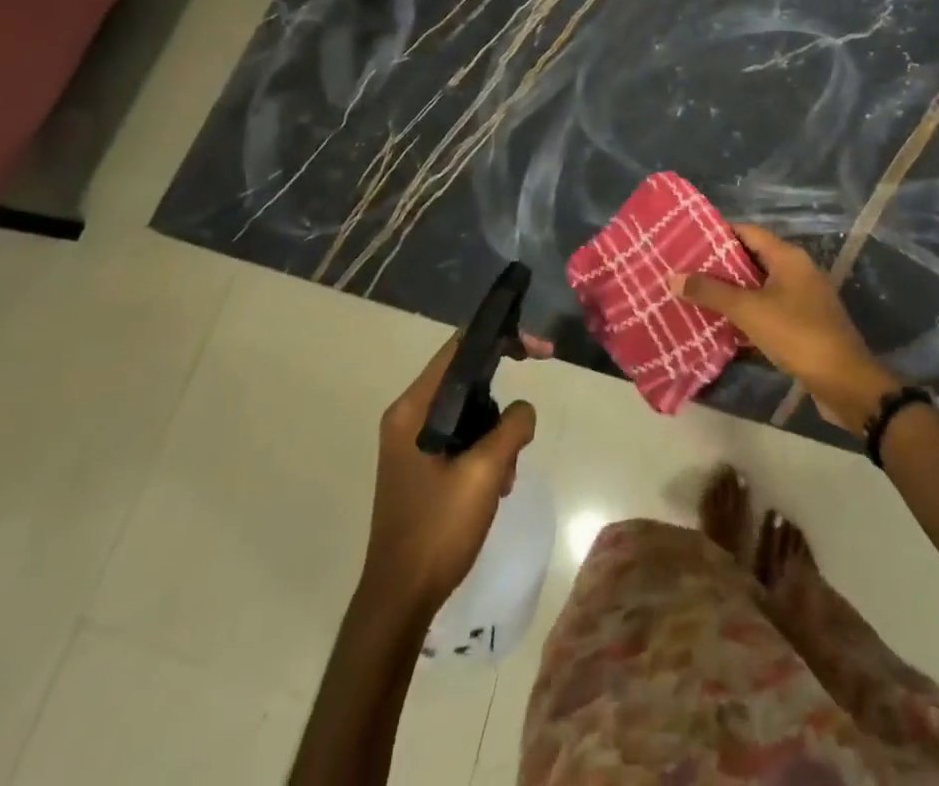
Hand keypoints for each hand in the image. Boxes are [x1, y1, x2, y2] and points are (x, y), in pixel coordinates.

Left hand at [359, 332, 538, 615]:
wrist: (399, 599)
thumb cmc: (438, 529)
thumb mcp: (485, 472)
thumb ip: (511, 427)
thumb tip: (523, 411)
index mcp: (413, 409)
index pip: (459, 348)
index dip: (501, 338)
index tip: (538, 351)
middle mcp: (407, 416)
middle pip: (465, 379)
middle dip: (501, 399)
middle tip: (527, 426)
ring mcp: (410, 443)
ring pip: (466, 412)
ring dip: (496, 433)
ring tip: (506, 474)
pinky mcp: (419, 465)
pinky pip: (459, 437)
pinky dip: (483, 451)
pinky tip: (495, 486)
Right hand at [676, 224, 896, 431]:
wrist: (845, 382)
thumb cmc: (797, 334)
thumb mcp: (748, 310)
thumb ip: (711, 292)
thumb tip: (674, 277)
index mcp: (788, 257)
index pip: (747, 232)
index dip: (717, 233)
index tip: (687, 240)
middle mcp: (797, 271)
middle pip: (752, 258)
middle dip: (719, 265)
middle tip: (684, 270)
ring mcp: (803, 298)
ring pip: (759, 287)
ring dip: (731, 292)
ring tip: (695, 295)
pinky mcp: (804, 324)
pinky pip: (768, 309)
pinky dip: (746, 313)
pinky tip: (722, 325)